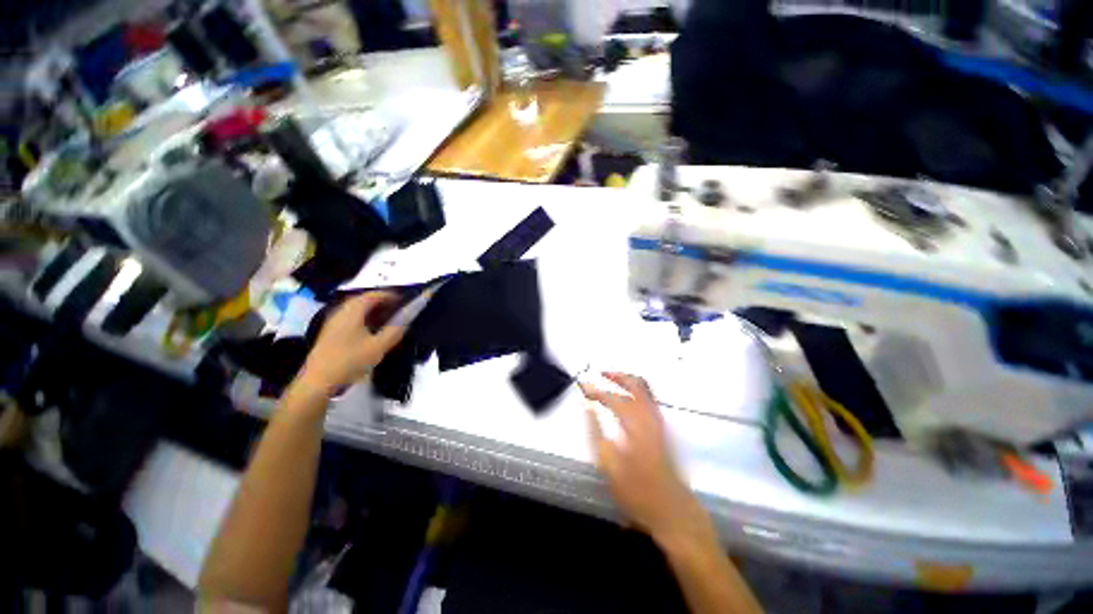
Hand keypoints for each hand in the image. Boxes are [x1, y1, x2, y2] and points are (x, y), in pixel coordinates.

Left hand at [298, 292, 405, 395]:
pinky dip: (364, 319)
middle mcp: (341, 312)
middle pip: (364, 300)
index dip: (390, 295)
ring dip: (373, 312)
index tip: (404, 301)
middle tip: (398, 310)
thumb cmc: (350, 360)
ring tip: (388, 320)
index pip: (373, 295)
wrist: (318, 382)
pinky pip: (351, 319)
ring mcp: (333, 322)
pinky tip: (372, 331)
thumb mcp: (378, 347)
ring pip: (356, 310)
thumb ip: (394, 331)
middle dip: (382, 303)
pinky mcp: (330, 333)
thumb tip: (406, 321)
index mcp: (353, 311)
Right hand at [581, 373, 706, 544]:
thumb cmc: (637, 492)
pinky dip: (636, 390)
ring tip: (611, 380)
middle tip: (601, 373)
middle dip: (617, 375)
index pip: (613, 398)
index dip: (596, 390)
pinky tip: (626, 398)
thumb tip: (588, 408)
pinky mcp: (664, 429)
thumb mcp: (609, 465)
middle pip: (636, 383)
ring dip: (627, 380)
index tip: (582, 386)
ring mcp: (660, 422)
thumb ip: (596, 432)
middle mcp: (651, 416)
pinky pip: (650, 399)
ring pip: (645, 389)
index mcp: (636, 424)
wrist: (673, 511)